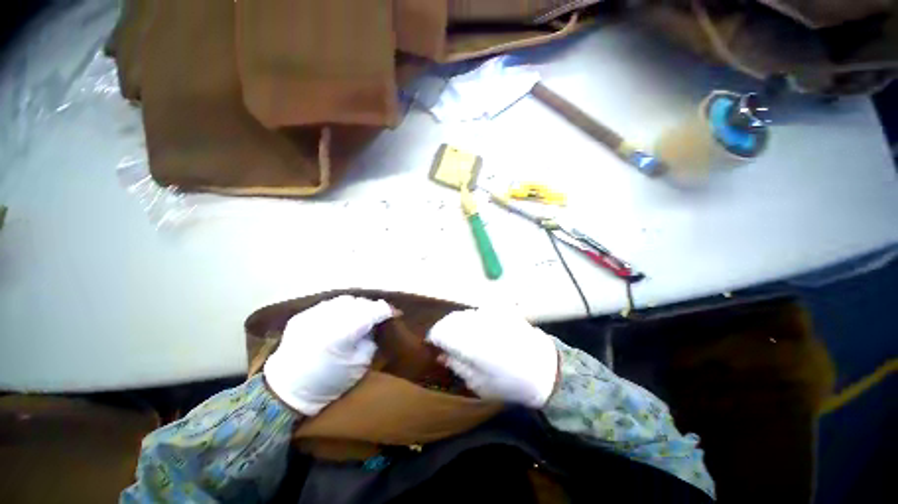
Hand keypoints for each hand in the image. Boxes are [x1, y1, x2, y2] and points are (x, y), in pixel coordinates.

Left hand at [264, 295, 394, 415]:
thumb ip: (370, 339)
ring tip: (359, 316)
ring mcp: (312, 315)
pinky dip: (338, 310)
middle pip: (359, 303)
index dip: (387, 310)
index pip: (373, 311)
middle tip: (377, 317)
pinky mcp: (301, 316)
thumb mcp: (359, 365)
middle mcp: (328, 318)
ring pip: (343, 300)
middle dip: (372, 308)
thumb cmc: (327, 384)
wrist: (285, 392)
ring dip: (356, 306)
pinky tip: (339, 319)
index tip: (396, 314)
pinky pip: (327, 306)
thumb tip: (375, 325)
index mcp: (343, 333)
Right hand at [426, 309, 558, 407]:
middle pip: (450, 320)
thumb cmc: (510, 383)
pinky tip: (478, 331)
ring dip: (457, 324)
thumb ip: (458, 366)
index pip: (440, 332)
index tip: (433, 346)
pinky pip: (478, 312)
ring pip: (464, 314)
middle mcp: (476, 323)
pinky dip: (472, 320)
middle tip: (446, 344)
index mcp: (469, 343)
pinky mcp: (500, 311)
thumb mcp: (479, 384)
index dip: (433, 338)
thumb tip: (442, 355)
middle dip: (444, 330)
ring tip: (462, 338)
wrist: (545, 369)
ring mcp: (490, 315)